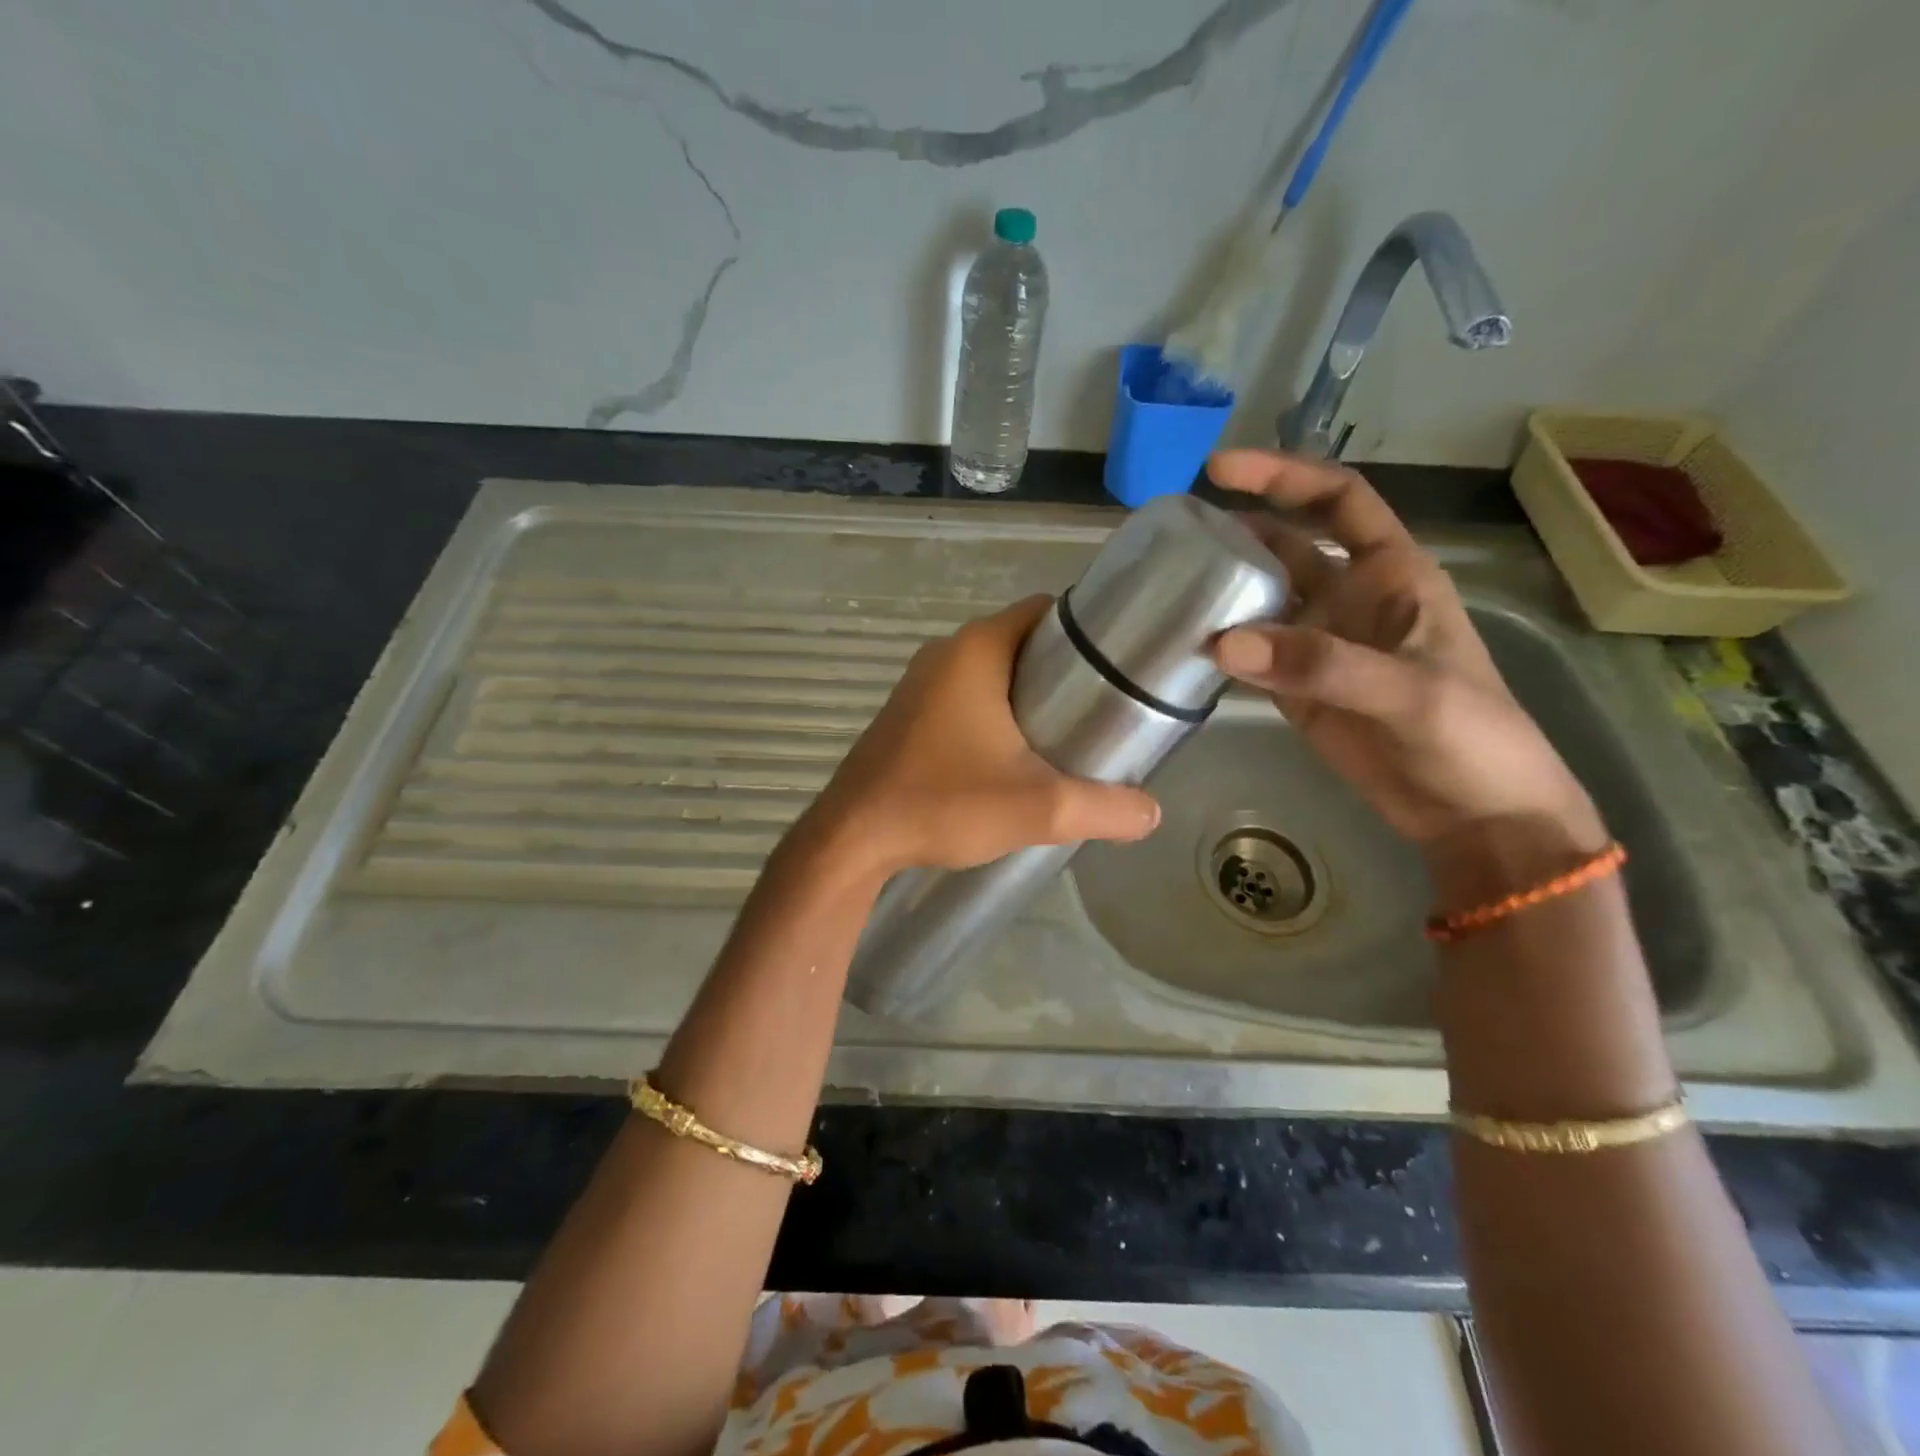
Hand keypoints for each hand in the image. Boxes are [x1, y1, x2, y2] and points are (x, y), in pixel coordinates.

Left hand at [812, 595, 1160, 874]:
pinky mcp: (908, 716)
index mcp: (976, 650)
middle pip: (1022, 643)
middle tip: (1103, 712)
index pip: (1045, 612)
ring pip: (992, 674)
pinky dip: (994, 715)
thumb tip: (1152, 814)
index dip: (1086, 633)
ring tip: (1067, 738)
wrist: (854, 839)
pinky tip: (1013, 758)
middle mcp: (945, 654)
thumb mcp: (1038, 808)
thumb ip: (1104, 808)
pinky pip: (964, 698)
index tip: (1119, 667)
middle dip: (1063, 671)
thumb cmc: (943, 803)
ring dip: (1027, 697)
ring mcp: (920, 684)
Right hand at [1206, 450, 1603, 855]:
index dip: (1283, 476)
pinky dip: (1219, 649)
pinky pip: (1249, 656)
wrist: (1475, 815)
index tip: (1220, 469)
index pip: (1337, 501)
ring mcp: (1319, 646)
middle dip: (1236, 531)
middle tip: (1172, 534)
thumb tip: (1222, 642)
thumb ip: (1321, 664)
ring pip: (1261, 601)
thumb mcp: (1410, 693)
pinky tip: (1182, 644)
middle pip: (1285, 546)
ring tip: (1164, 585)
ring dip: (1221, 591)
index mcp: (1392, 574)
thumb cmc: (1471, 738)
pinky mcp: (1297, 691)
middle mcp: (1350, 598)